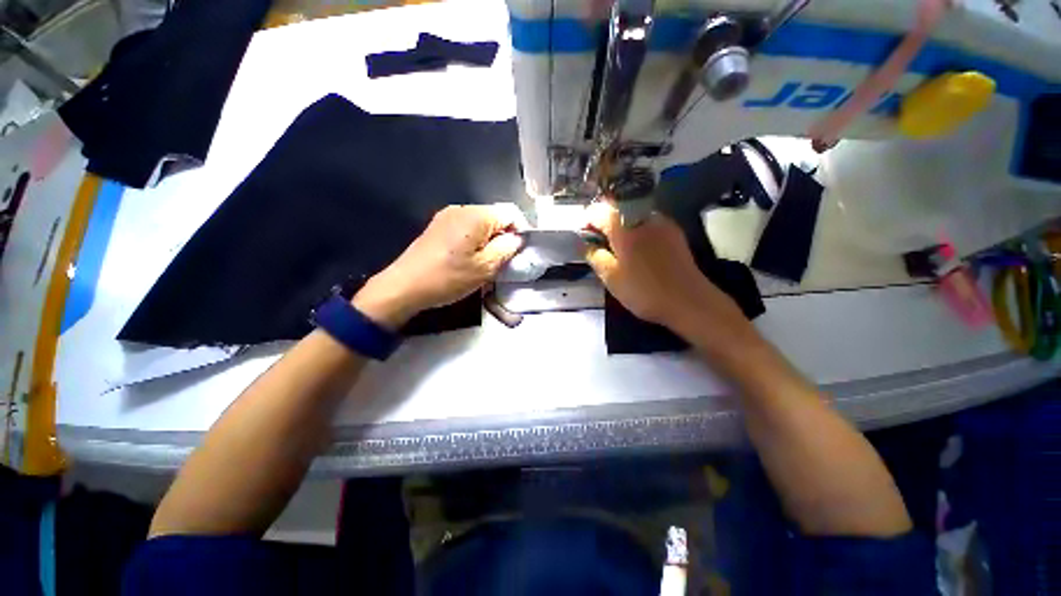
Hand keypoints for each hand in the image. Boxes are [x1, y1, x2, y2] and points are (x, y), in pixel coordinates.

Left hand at [354, 205, 523, 328]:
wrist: (405, 286)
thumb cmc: (448, 277)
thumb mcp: (485, 267)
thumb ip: (507, 248)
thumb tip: (517, 238)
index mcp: (476, 215)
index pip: (511, 213)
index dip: (521, 232)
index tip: (519, 253)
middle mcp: (462, 209)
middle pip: (496, 218)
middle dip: (504, 238)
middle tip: (502, 262)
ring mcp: (447, 216)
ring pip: (481, 224)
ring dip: (489, 241)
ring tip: (485, 264)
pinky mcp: (438, 226)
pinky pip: (466, 229)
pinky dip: (475, 242)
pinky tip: (468, 260)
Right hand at [584, 201, 735, 329]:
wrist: (689, 301)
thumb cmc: (644, 291)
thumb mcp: (610, 277)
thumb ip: (594, 255)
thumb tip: (586, 242)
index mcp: (624, 226)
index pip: (598, 211)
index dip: (586, 223)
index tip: (585, 240)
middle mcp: (643, 216)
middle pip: (616, 208)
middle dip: (603, 222)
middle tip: (599, 245)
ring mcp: (661, 221)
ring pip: (632, 214)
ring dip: (619, 226)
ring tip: (617, 249)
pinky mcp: (673, 231)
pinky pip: (647, 221)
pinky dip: (635, 229)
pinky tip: (637, 250)